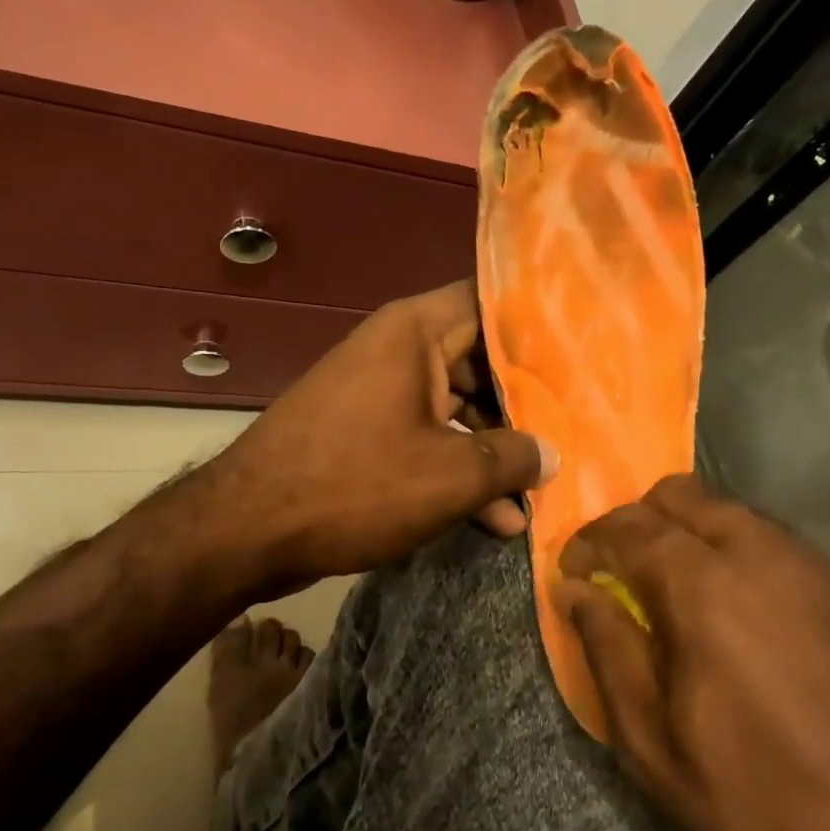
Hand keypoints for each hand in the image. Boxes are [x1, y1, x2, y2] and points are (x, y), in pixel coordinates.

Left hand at [211, 281, 555, 596]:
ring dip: (495, 450)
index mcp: (415, 332)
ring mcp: (379, 392)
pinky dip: (457, 469)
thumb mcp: (450, 474)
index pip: (491, 301)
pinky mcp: (366, 433)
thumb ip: (513, 458)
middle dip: (526, 403)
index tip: (582, 347)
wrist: (247, 529)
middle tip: (575, 428)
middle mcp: (397, 351)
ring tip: (539, 493)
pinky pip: (426, 437)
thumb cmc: (357, 483)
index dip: (538, 322)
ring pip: (457, 407)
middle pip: (480, 361)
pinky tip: (495, 519)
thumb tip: (552, 455)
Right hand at [556, 474, 829, 830]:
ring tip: (678, 591)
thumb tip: (575, 590)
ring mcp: (815, 564)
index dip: (589, 542)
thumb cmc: (764, 809)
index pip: (627, 525)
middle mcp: (761, 552)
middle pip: (680, 494)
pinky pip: (775, 540)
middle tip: (622, 573)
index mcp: (704, 587)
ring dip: (690, 532)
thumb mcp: (655, 746)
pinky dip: (738, 551)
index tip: (574, 574)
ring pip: (730, 510)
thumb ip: (607, 649)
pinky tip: (741, 610)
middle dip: (638, 521)